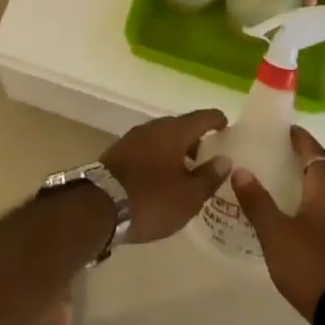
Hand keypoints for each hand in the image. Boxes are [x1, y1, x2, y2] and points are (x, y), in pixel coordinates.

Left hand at [102, 109, 231, 243]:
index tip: (226, 126)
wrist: (97, 208)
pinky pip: (146, 150)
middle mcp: (153, 127)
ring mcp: (132, 139)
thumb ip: (209, 177)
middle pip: (180, 127)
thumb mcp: (188, 196)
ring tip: (186, 170)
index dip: (216, 120)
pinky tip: (162, 178)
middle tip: (208, 155)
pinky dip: (158, 159)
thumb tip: (224, 160)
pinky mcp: (117, 154)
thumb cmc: (151, 199)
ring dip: (175, 150)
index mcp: (174, 131)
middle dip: (195, 139)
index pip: (202, 117)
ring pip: (162, 139)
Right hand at [231, 126, 324, 319]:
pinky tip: (298, 217)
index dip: (300, 138)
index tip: (285, 129)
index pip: (314, 152)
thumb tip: (240, 169)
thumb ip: (257, 201)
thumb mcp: (276, 233)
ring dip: (312, 182)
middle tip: (282, 155)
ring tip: (286, 184)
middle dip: (307, 159)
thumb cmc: (311, 264)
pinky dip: (316, 204)